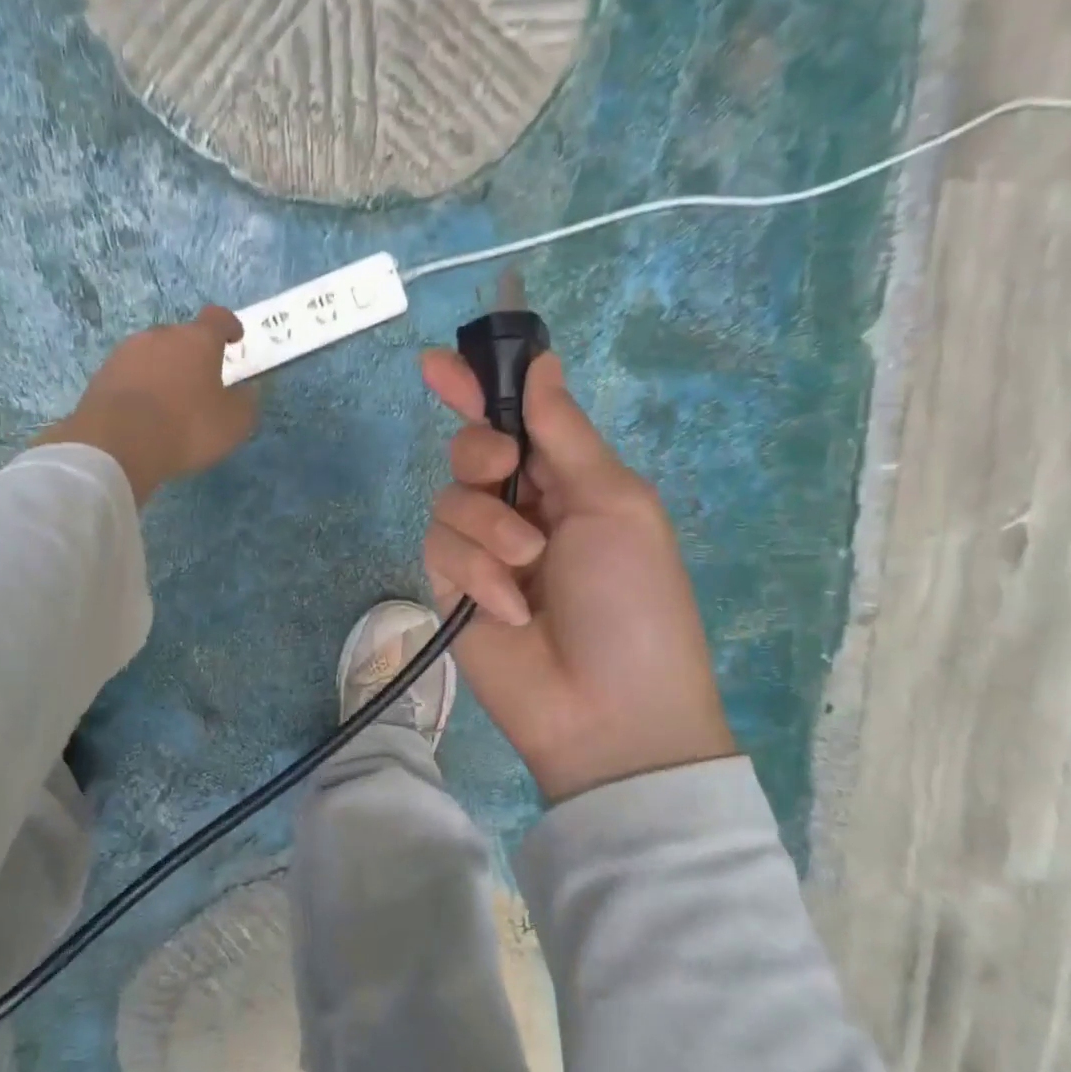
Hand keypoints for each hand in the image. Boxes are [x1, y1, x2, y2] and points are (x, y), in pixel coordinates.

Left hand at [37, 307, 256, 504]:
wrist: (116, 443)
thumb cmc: (186, 427)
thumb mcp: (233, 424)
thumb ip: (245, 403)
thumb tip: (247, 392)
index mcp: (197, 340)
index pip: (217, 318)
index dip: (228, 326)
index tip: (234, 339)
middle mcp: (161, 336)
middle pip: (182, 336)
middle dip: (193, 354)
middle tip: (201, 382)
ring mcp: (127, 352)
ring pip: (154, 354)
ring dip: (164, 369)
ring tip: (170, 400)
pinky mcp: (103, 373)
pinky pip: (131, 374)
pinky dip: (141, 386)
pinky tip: (144, 412)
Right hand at [421, 349, 735, 801]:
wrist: (609, 710)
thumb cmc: (633, 599)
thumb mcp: (614, 504)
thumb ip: (566, 433)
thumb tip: (542, 361)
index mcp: (568, 481)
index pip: (514, 420)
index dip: (477, 388)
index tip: (437, 363)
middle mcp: (520, 508)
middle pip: (469, 451)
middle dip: (479, 453)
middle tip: (502, 470)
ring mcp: (482, 550)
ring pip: (448, 499)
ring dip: (488, 528)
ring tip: (527, 570)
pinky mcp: (453, 588)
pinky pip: (440, 551)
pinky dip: (476, 574)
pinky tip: (510, 610)